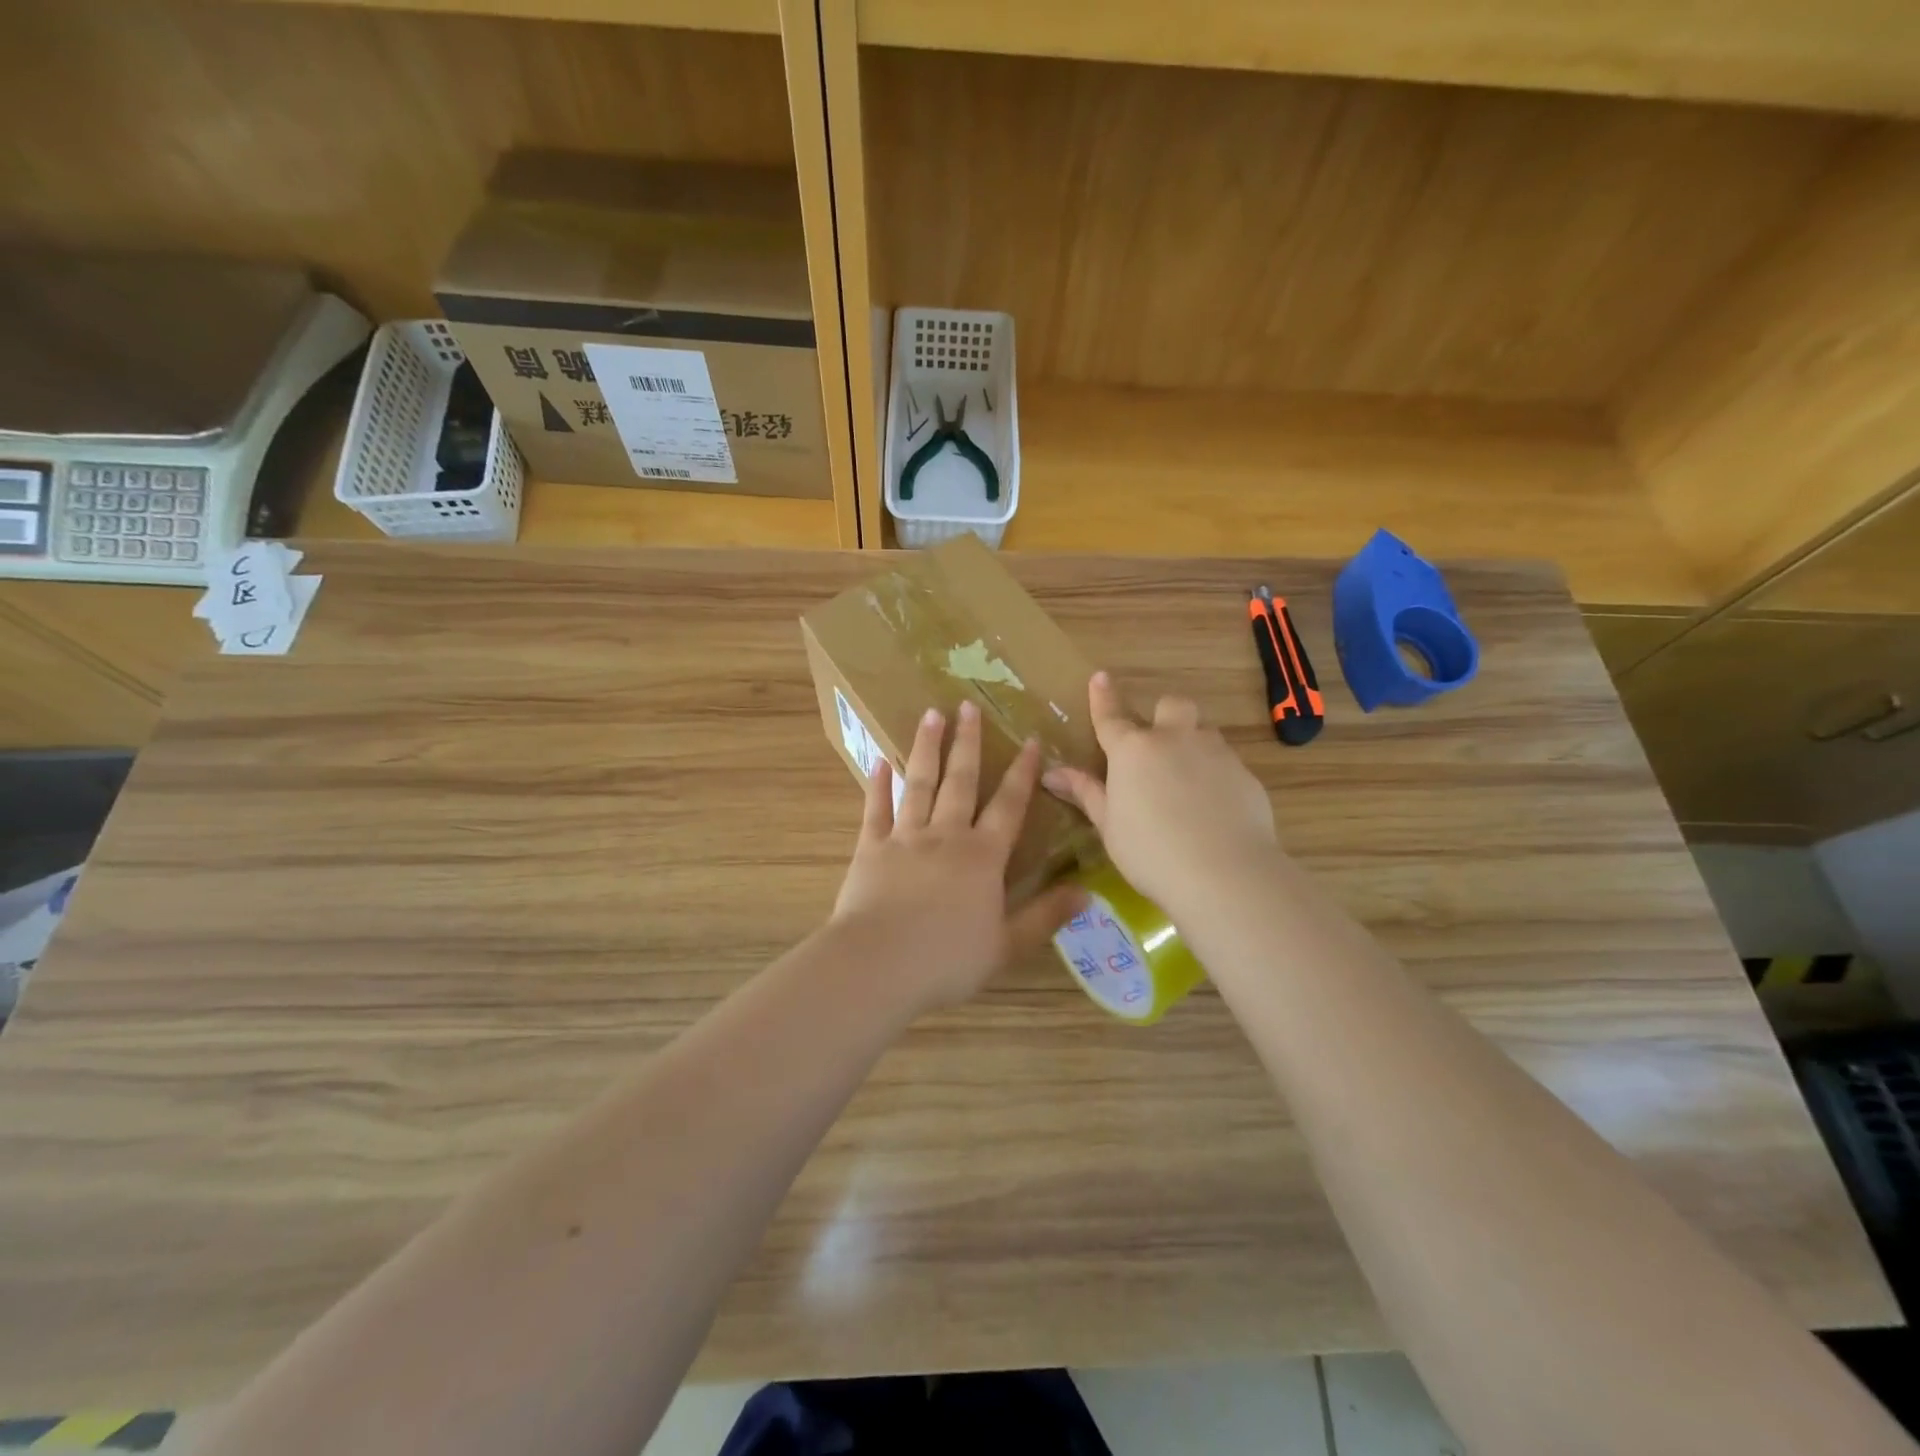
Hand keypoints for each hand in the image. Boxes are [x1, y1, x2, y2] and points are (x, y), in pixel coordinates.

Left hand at [832, 699, 1086, 1012]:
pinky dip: (877, 784)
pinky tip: (878, 761)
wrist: (880, 963)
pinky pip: (876, 809)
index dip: (1021, 772)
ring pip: (919, 783)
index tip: (1029, 739)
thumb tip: (1087, 893)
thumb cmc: (948, 959)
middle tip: (968, 705)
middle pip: (961, 781)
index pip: (1009, 805)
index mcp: (983, 856)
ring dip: (926, 748)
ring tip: (931, 714)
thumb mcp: (1007, 944)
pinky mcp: (870, 848)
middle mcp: (946, 835)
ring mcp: (905, 837)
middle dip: (967, 742)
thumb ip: (1046, 916)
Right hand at [1043, 671, 1279, 911]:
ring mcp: (1215, 753)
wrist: (1224, 873)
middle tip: (1158, 744)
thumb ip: (1086, 794)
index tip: (1100, 677)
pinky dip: (1215, 774)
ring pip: (1203, 732)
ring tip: (1186, 781)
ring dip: (1192, 744)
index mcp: (1132, 751)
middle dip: (1163, 715)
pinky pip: (1226, 762)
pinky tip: (1213, 807)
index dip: (1102, 697)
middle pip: (1171, 706)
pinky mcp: (1246, 774)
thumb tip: (1052, 774)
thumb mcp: (1109, 826)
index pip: (1111, 717)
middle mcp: (1174, 740)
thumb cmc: (1151, 852)